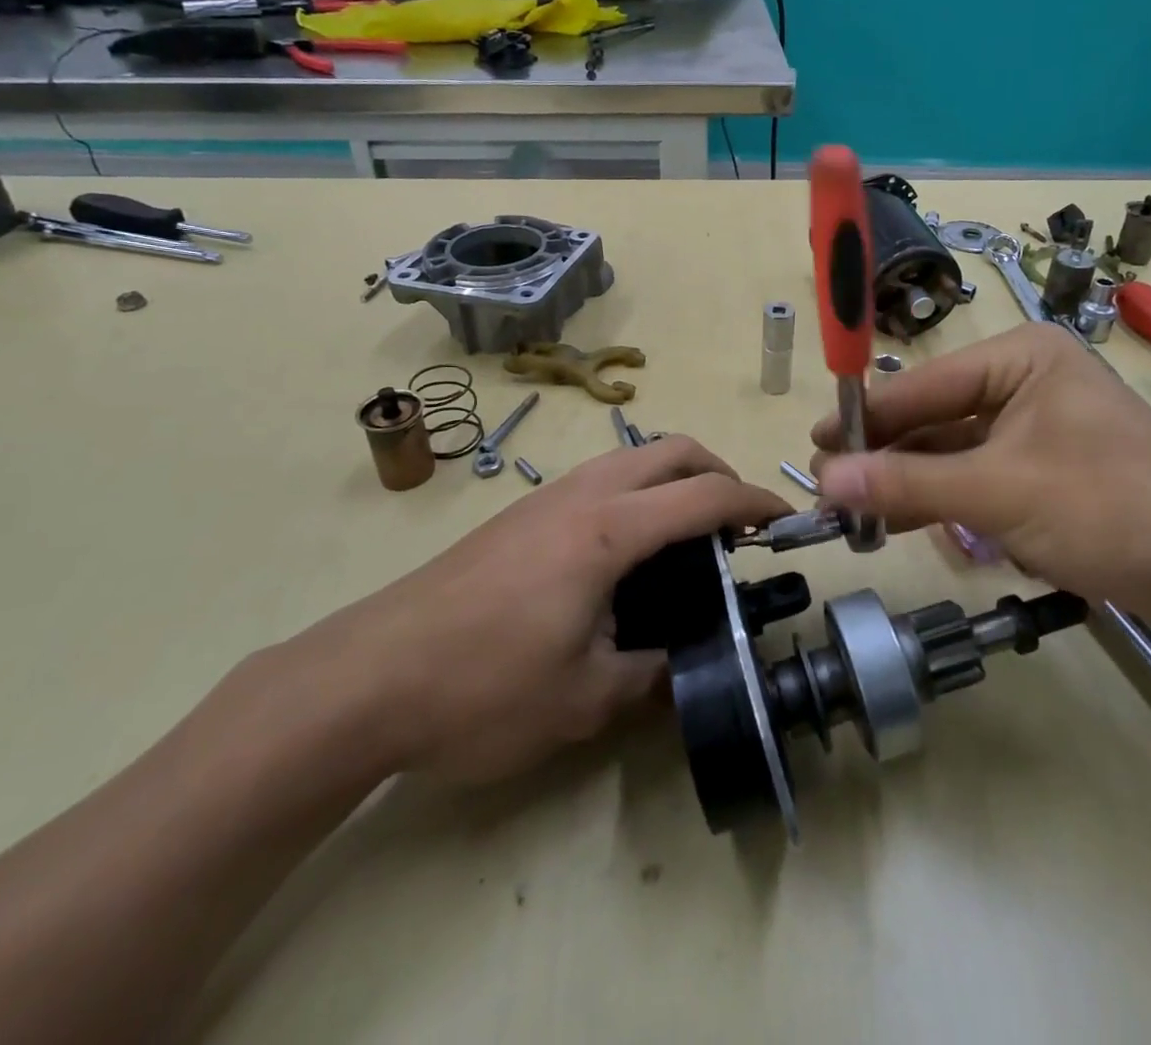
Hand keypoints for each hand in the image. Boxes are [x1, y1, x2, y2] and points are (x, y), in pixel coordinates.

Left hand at [285, 435, 789, 787]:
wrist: (366, 676)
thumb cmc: (481, 688)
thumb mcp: (583, 701)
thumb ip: (651, 678)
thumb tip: (685, 670)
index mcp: (608, 530)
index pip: (703, 495)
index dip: (753, 502)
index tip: (783, 521)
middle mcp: (582, 495)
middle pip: (671, 449)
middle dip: (718, 473)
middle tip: (737, 527)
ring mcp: (546, 498)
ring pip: (632, 457)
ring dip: (674, 479)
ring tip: (689, 539)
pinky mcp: (520, 514)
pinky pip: (600, 479)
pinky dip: (638, 493)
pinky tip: (627, 554)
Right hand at [811, 324, 1150, 615]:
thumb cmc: (1111, 508)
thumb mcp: (999, 494)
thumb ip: (908, 484)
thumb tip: (823, 480)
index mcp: (1019, 358)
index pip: (922, 384)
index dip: (865, 418)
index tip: (814, 445)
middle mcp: (1023, 381)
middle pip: (933, 416)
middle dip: (885, 456)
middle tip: (830, 488)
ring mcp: (1035, 426)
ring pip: (951, 450)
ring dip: (909, 482)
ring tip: (856, 513)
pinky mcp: (1043, 468)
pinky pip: (976, 476)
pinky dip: (943, 500)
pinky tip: (904, 521)